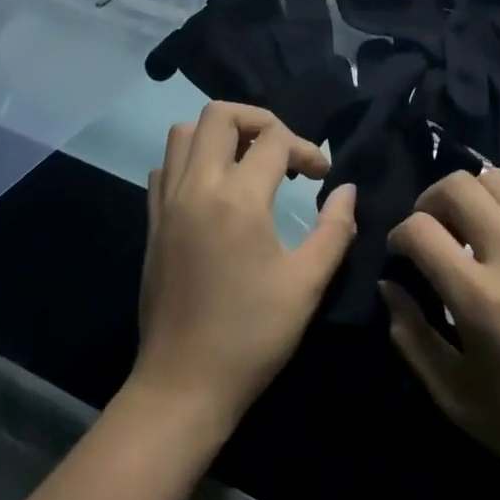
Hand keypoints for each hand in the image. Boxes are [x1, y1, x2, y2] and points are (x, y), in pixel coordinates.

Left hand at [133, 102, 355, 426]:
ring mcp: (167, 203)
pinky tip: (215, 191)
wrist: (183, 385)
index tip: (322, 177)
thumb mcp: (307, 283)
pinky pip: (166, 167)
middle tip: (283, 151)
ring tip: (249, 163)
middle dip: (258, 120)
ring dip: (220, 134)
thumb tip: (347, 190)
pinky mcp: (152, 222)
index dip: (307, 148)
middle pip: (220, 114)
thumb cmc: (252, 335)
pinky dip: (191, 160)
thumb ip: (334, 229)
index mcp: (237, 198)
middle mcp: (196, 187)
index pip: (275, 139)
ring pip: (183, 133)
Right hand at [380, 171, 499, 499]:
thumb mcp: (457, 399)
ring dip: (470, 195)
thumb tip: (390, 287)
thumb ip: (413, 339)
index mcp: (480, 298)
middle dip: (429, 201)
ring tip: (469, 227)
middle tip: (431, 233)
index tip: (402, 256)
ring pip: (497, 179)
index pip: (420, 229)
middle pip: (458, 186)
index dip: (398, 236)